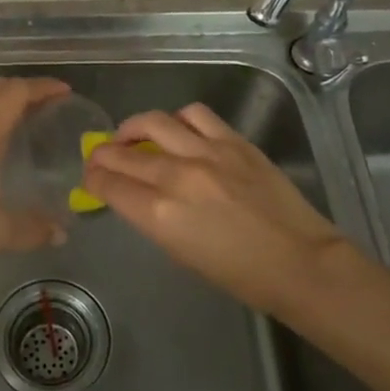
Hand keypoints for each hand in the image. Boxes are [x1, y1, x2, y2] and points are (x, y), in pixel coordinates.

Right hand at [83, 103, 347, 314]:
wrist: (300, 262)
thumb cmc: (239, 275)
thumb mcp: (182, 253)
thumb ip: (154, 218)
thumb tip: (137, 197)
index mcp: (160, 214)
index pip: (110, 184)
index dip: (93, 178)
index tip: (90, 176)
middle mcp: (177, 176)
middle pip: (124, 152)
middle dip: (104, 153)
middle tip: (100, 156)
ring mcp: (207, 152)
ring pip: (154, 121)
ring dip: (134, 127)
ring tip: (133, 135)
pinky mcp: (234, 141)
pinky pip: (195, 115)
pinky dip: (178, 120)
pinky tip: (177, 130)